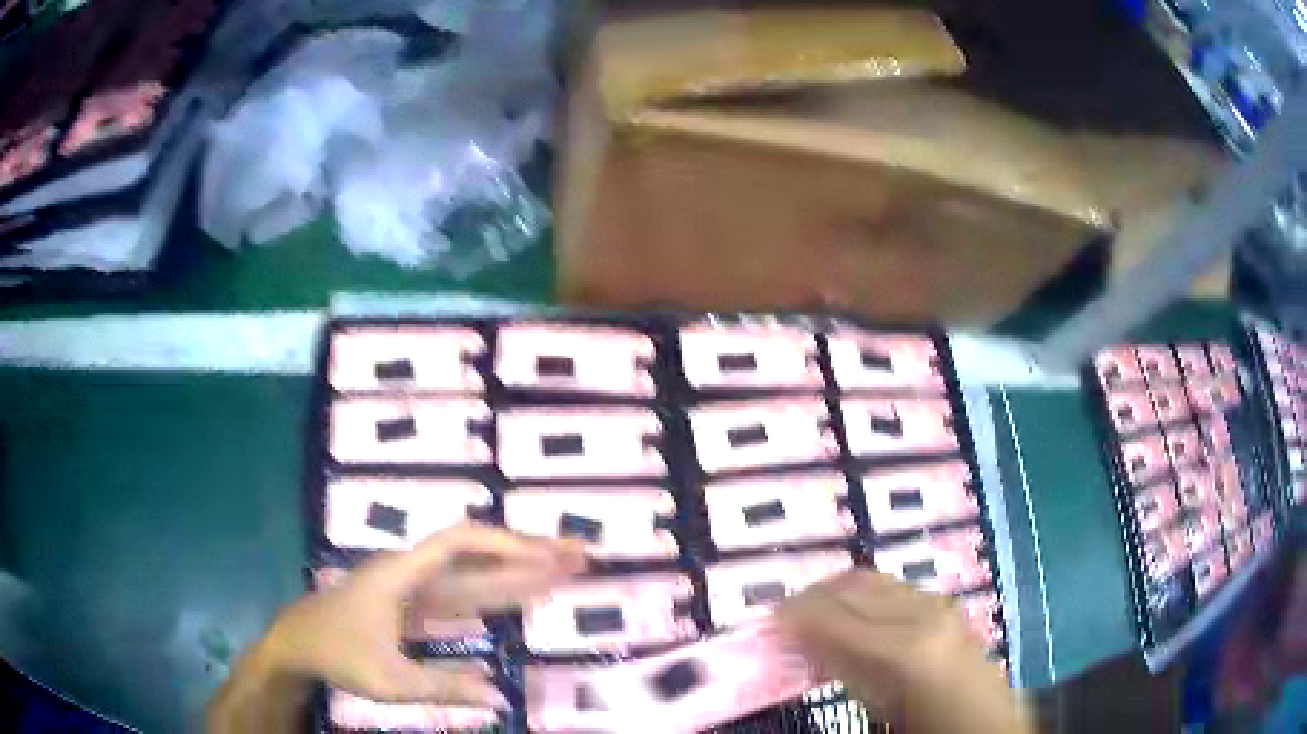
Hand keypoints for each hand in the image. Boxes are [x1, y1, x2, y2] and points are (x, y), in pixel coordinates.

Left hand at [262, 522, 586, 706]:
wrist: (297, 642)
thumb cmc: (337, 653)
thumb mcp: (388, 680)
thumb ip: (444, 687)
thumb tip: (500, 695)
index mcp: (403, 574)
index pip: (461, 543)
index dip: (507, 545)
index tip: (548, 558)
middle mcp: (415, 571)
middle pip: (479, 555)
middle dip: (530, 554)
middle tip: (581, 555)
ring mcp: (416, 588)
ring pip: (475, 575)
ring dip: (519, 572)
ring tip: (564, 572)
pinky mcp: (416, 605)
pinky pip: (464, 596)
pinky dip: (496, 596)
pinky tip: (519, 600)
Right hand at [776, 570, 1029, 733]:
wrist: (986, 723)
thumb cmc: (927, 726)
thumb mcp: (878, 708)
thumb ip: (841, 671)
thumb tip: (801, 646)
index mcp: (903, 650)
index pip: (833, 617)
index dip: (793, 616)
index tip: (763, 620)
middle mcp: (922, 615)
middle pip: (852, 587)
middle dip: (809, 597)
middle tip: (777, 616)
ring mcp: (938, 606)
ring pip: (873, 580)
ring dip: (834, 591)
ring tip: (807, 612)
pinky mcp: (945, 606)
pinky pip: (893, 588)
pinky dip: (861, 593)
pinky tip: (849, 613)